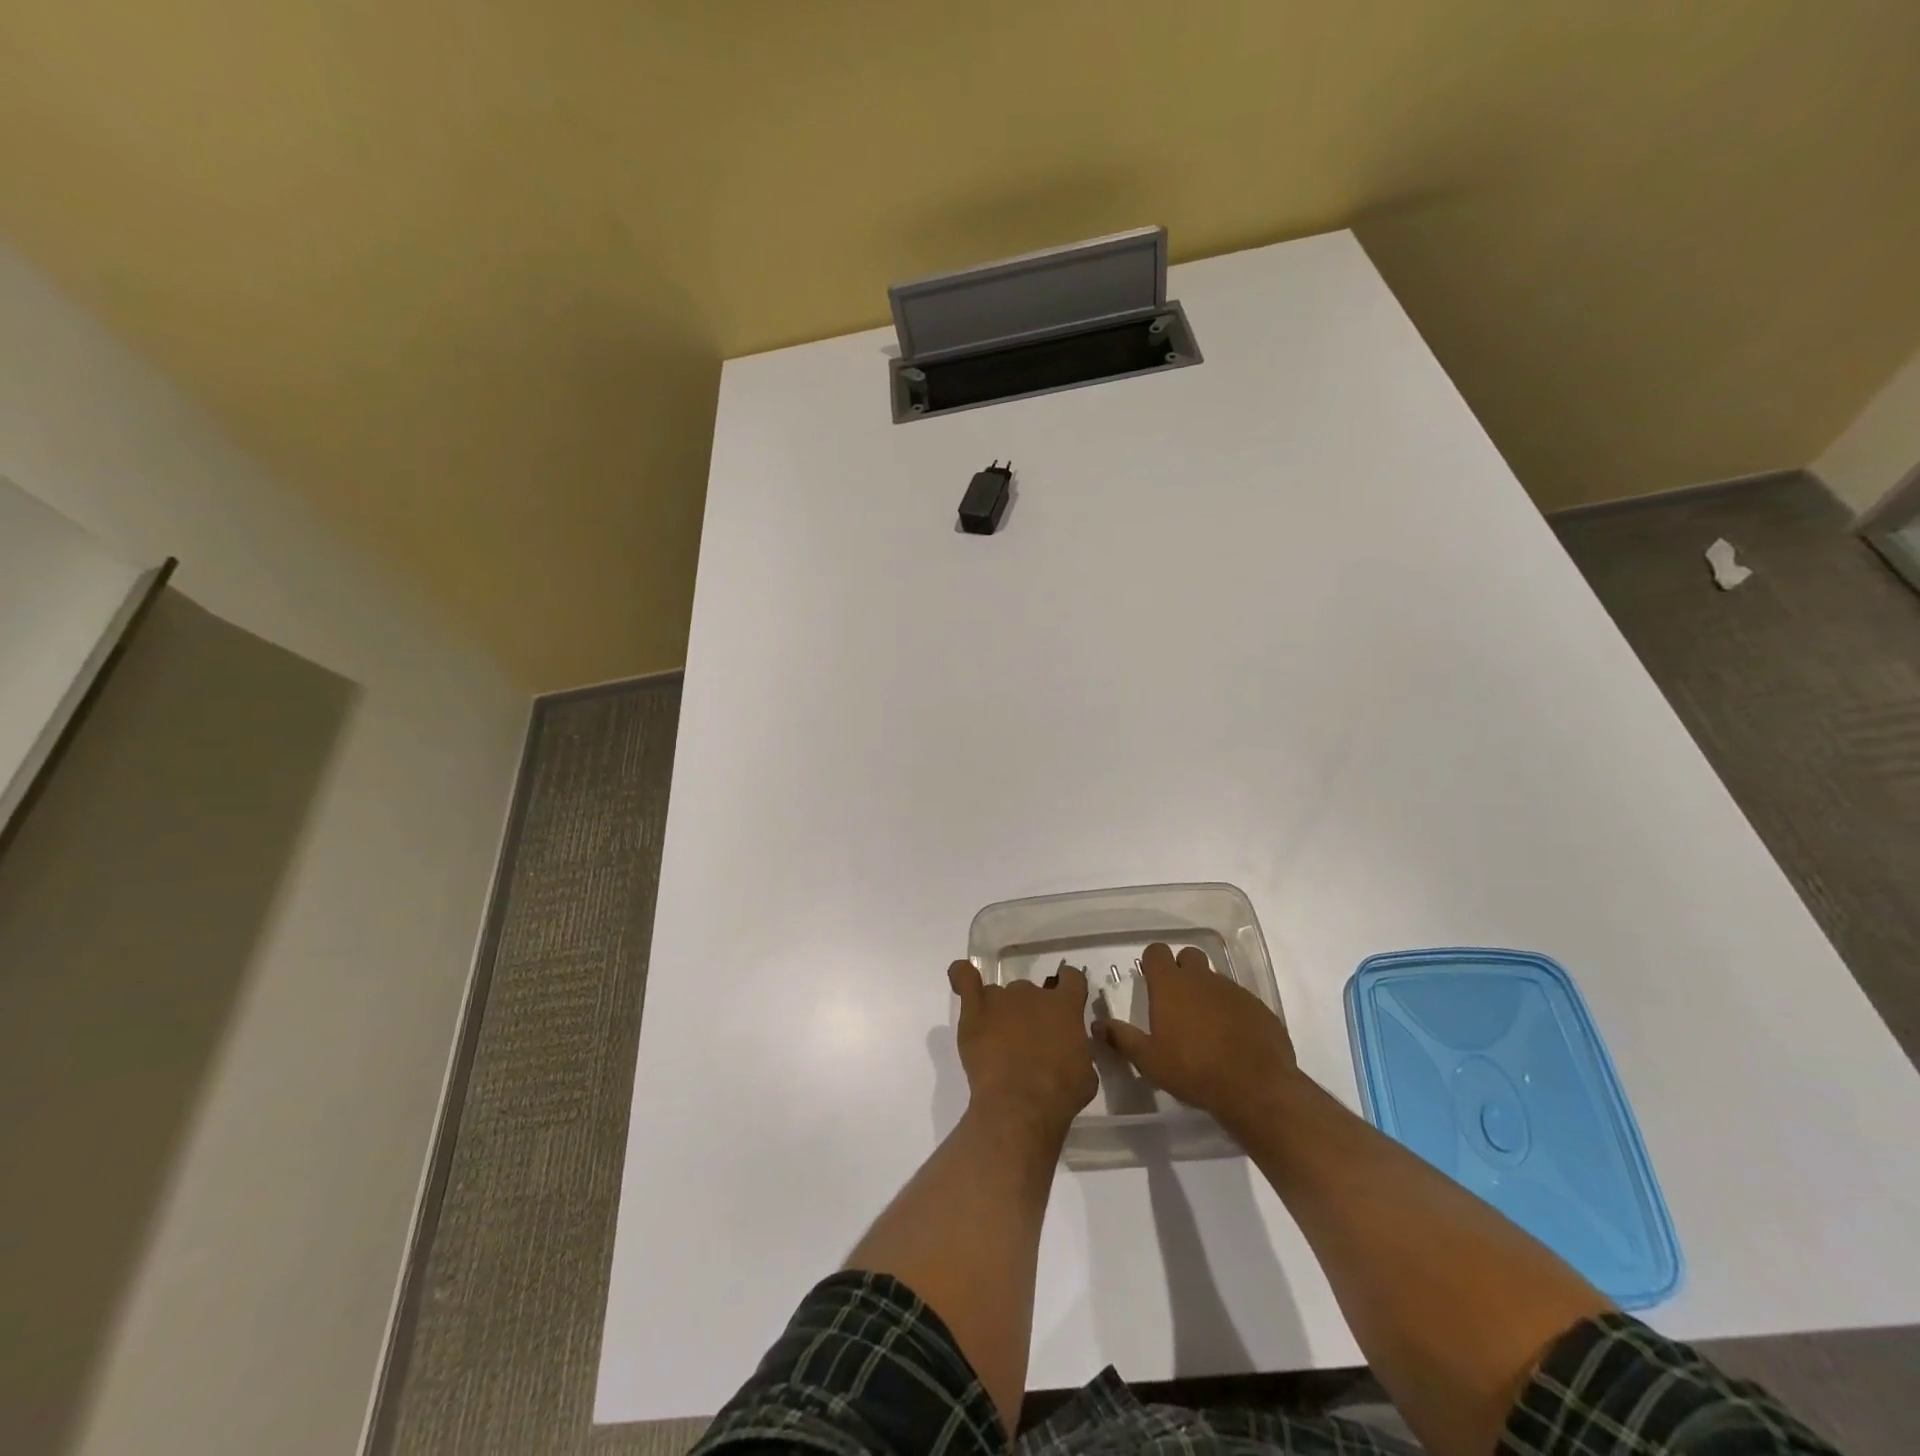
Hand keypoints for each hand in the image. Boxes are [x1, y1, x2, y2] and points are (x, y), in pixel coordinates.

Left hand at [948, 960, 1097, 1140]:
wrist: (1020, 1105)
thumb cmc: (1059, 1094)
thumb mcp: (1085, 1074)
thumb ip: (1078, 1050)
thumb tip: (1070, 1049)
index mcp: (1065, 1006)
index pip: (1071, 978)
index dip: (1068, 986)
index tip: (1064, 999)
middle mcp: (1033, 993)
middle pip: (1030, 991)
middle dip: (1030, 1011)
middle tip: (1028, 1040)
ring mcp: (1001, 997)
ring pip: (1000, 995)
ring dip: (1001, 1012)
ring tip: (997, 1041)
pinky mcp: (974, 1009)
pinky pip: (964, 978)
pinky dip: (962, 976)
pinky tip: (961, 981)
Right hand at [1095, 942, 1298, 1134]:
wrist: (1256, 1088)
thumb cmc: (1193, 1070)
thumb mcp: (1149, 1060)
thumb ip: (1121, 1038)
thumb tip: (1096, 1024)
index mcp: (1170, 984)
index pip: (1156, 951)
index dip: (1151, 962)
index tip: (1150, 981)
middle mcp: (1201, 978)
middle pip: (1188, 956)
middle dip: (1181, 969)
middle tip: (1176, 1000)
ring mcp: (1233, 990)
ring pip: (1214, 978)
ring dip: (1206, 991)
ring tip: (1204, 1025)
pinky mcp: (1258, 1006)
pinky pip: (1238, 999)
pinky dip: (1231, 1010)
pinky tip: (1231, 1038)